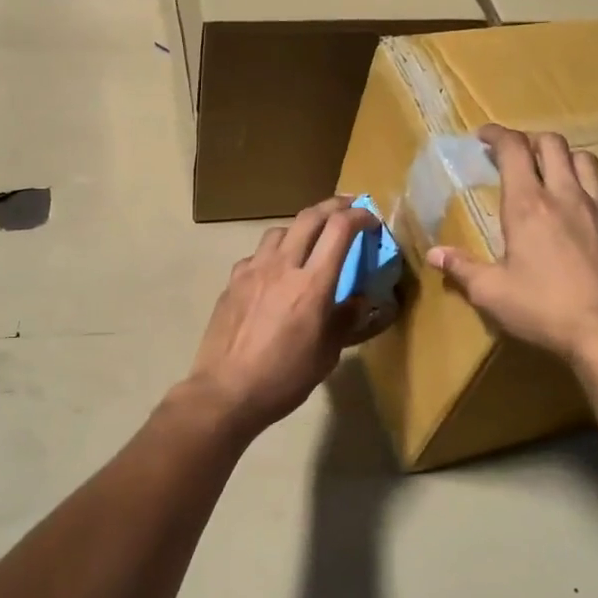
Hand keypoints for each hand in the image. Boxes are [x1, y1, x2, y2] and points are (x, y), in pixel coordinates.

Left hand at [185, 197, 386, 436]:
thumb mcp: (326, 355)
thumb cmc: (283, 378)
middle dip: (333, 206)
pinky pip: (257, 255)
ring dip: (301, 226)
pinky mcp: (232, 282)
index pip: (340, 229)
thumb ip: (344, 321)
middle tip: (348, 207)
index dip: (359, 216)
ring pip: (279, 230)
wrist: (226, 392)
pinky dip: (273, 253)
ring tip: (310, 239)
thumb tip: (358, 301)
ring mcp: (252, 271)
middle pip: (309, 217)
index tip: (371, 220)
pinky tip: (275, 272)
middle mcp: (282, 266)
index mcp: (312, 284)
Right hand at [426, 125, 597, 369]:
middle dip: (530, 140)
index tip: (483, 136)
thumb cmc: (544, 310)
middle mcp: (566, 196)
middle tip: (516, 155)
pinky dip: (593, 191)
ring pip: (586, 161)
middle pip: (553, 144)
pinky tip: (587, 210)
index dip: (497, 135)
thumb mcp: (491, 293)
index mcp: (528, 206)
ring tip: (552, 174)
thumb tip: (434, 254)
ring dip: (565, 159)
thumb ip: (462, 269)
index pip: (513, 150)